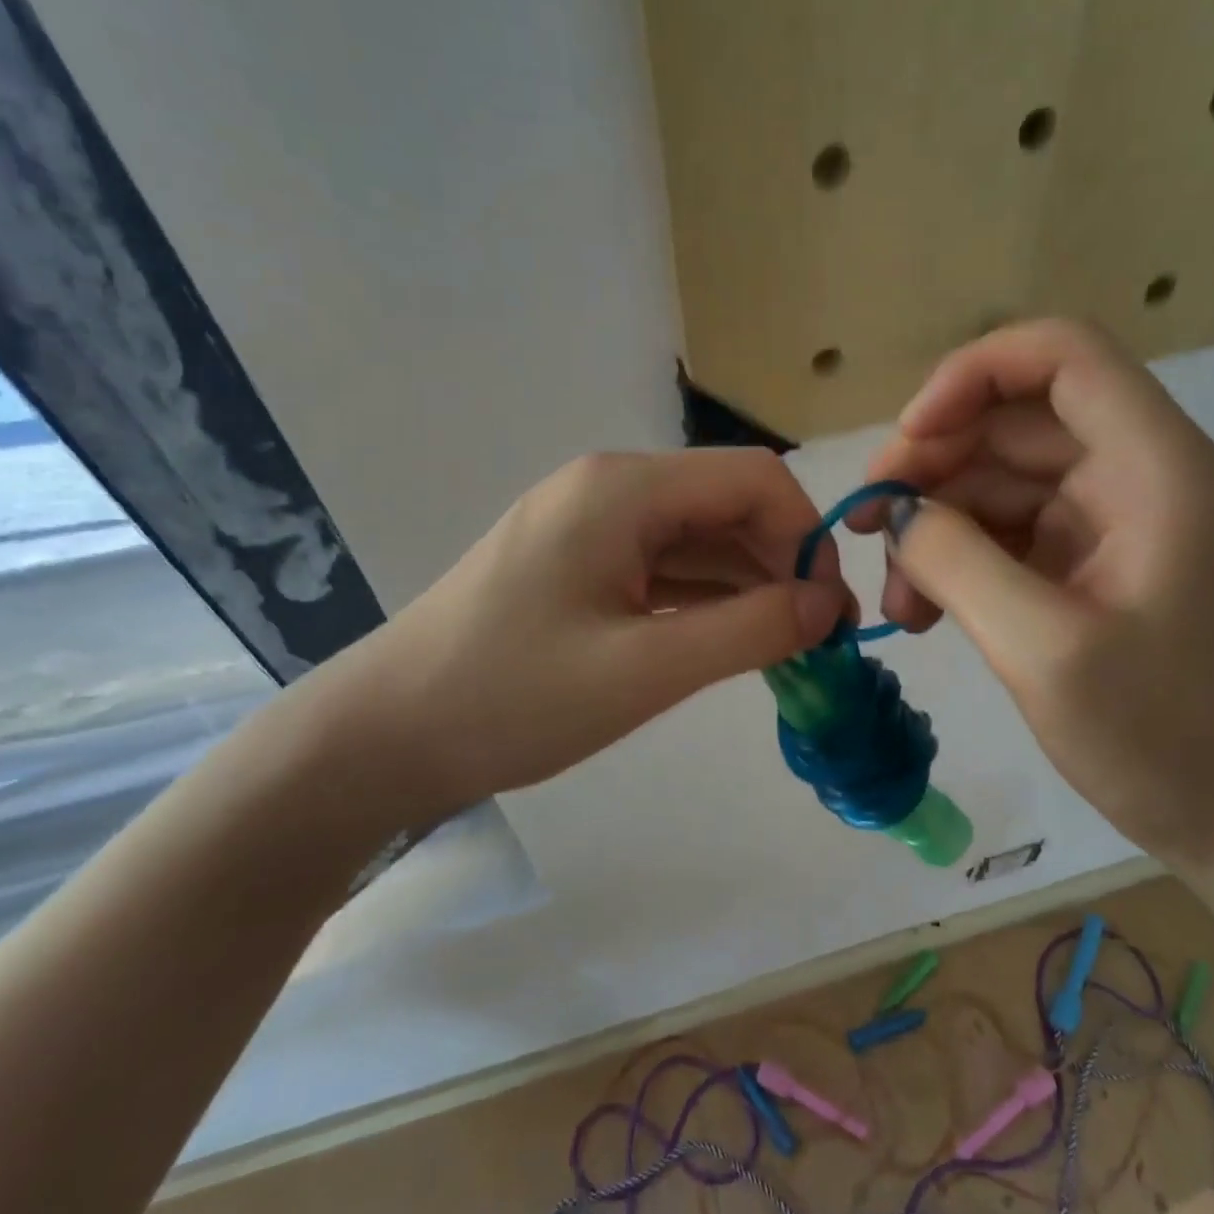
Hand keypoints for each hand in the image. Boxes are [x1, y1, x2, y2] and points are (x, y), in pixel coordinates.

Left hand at [300, 449, 850, 824]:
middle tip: (817, 640)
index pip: (752, 478)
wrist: (386, 735)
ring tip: (785, 648)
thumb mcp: (643, 670)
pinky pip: (662, 566)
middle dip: (782, 562)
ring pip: (698, 538)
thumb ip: (748, 631)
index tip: (827, 611)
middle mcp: (610, 487)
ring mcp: (590, 524)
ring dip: (748, 584)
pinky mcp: (578, 562)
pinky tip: (730, 640)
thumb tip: (826, 605)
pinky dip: (705, 598)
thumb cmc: (510, 698)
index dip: (805, 535)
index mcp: (624, 488)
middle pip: (726, 504)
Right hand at [849, 320, 1213, 861]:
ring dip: (930, 523)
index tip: (910, 438)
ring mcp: (1101, 514)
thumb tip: (897, 513)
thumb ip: (957, 561)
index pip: (1060, 355)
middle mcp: (1130, 471)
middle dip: (929, 463)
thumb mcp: (1041, 647)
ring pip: (990, 476)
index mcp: (1152, 466)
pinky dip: (950, 557)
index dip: (973, 374)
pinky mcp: (1077, 556)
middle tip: (868, 525)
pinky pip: (996, 526)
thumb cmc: (1156, 733)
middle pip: (1009, 418)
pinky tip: (920, 612)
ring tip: (897, 599)